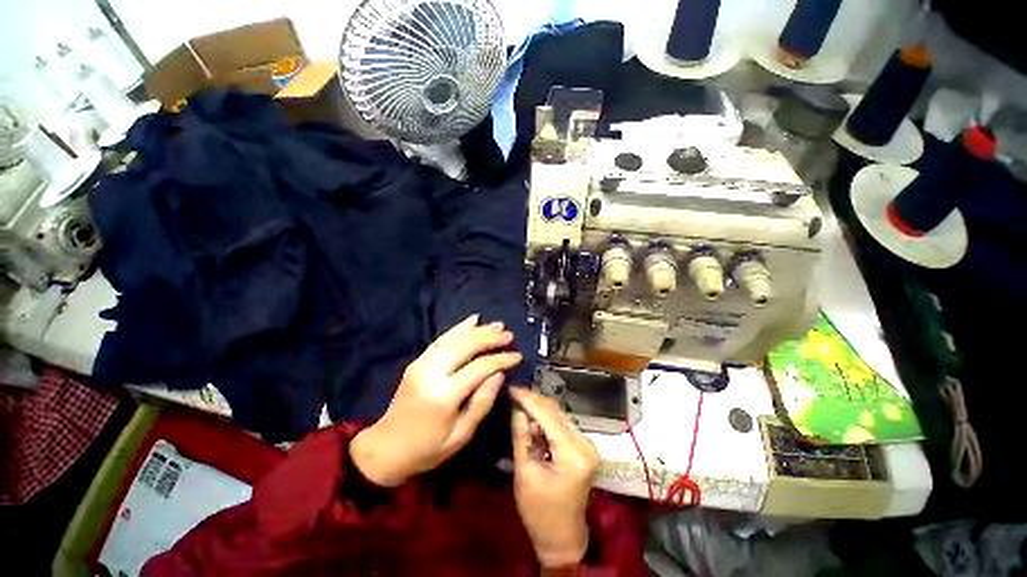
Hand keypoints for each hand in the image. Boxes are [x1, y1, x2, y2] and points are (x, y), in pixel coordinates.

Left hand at [351, 314, 521, 486]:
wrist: (386, 449)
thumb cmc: (428, 449)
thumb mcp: (461, 435)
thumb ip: (482, 402)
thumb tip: (499, 374)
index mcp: (444, 395)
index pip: (479, 367)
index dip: (501, 359)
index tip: (517, 356)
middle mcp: (432, 373)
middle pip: (466, 346)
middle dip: (490, 338)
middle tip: (509, 335)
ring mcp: (422, 364)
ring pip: (454, 338)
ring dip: (478, 330)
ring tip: (497, 325)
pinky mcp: (418, 361)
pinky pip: (441, 339)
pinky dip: (459, 328)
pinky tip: (472, 320)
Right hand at [510, 387, 598, 567]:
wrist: (562, 537)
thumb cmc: (539, 512)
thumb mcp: (524, 472)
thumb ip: (521, 436)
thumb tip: (516, 407)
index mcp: (573, 454)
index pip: (548, 416)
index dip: (529, 399)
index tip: (512, 387)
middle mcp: (585, 445)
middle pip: (556, 413)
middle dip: (534, 402)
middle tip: (514, 395)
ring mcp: (587, 446)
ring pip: (559, 416)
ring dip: (539, 412)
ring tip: (520, 409)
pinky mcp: (583, 448)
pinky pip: (562, 426)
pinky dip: (546, 422)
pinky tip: (533, 423)